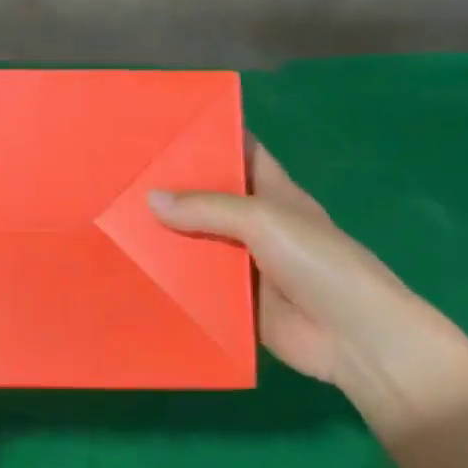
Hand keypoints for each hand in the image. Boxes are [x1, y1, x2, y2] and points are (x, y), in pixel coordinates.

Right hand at [149, 143, 456, 402]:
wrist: (353, 338)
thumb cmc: (319, 264)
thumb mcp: (265, 220)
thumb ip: (208, 208)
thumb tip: (150, 198)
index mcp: (274, 194)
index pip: (241, 153)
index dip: (210, 138)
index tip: (163, 128)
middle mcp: (257, 225)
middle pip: (210, 200)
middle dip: (172, 190)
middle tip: (122, 177)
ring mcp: (245, 266)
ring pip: (198, 244)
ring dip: (165, 238)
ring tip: (114, 222)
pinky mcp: (235, 304)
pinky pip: (197, 287)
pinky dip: (171, 281)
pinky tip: (133, 273)